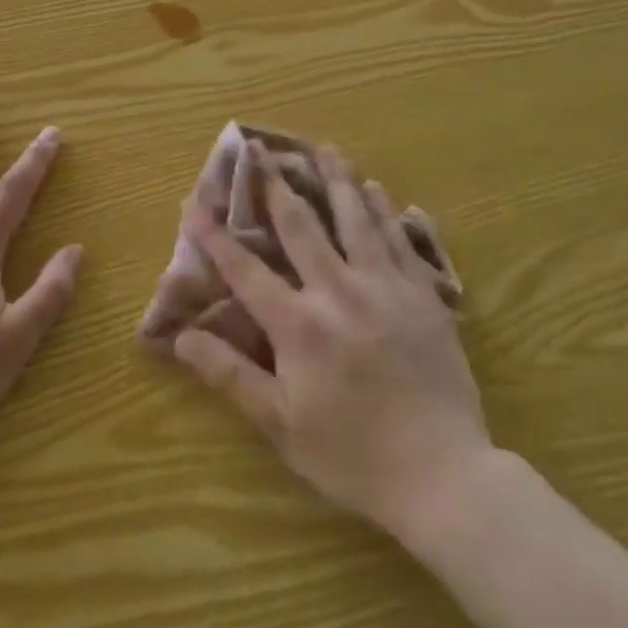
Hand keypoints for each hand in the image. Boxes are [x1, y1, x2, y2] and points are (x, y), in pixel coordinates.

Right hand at [170, 143, 488, 543]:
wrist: (446, 478)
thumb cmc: (354, 456)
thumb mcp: (282, 426)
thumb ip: (231, 376)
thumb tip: (182, 338)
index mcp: (299, 325)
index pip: (245, 270)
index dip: (216, 236)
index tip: (195, 204)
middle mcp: (338, 291)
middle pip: (301, 225)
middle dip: (275, 185)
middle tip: (261, 148)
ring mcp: (385, 287)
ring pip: (355, 219)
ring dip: (336, 180)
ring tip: (325, 148)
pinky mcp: (422, 295)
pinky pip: (399, 240)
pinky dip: (384, 210)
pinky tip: (378, 189)